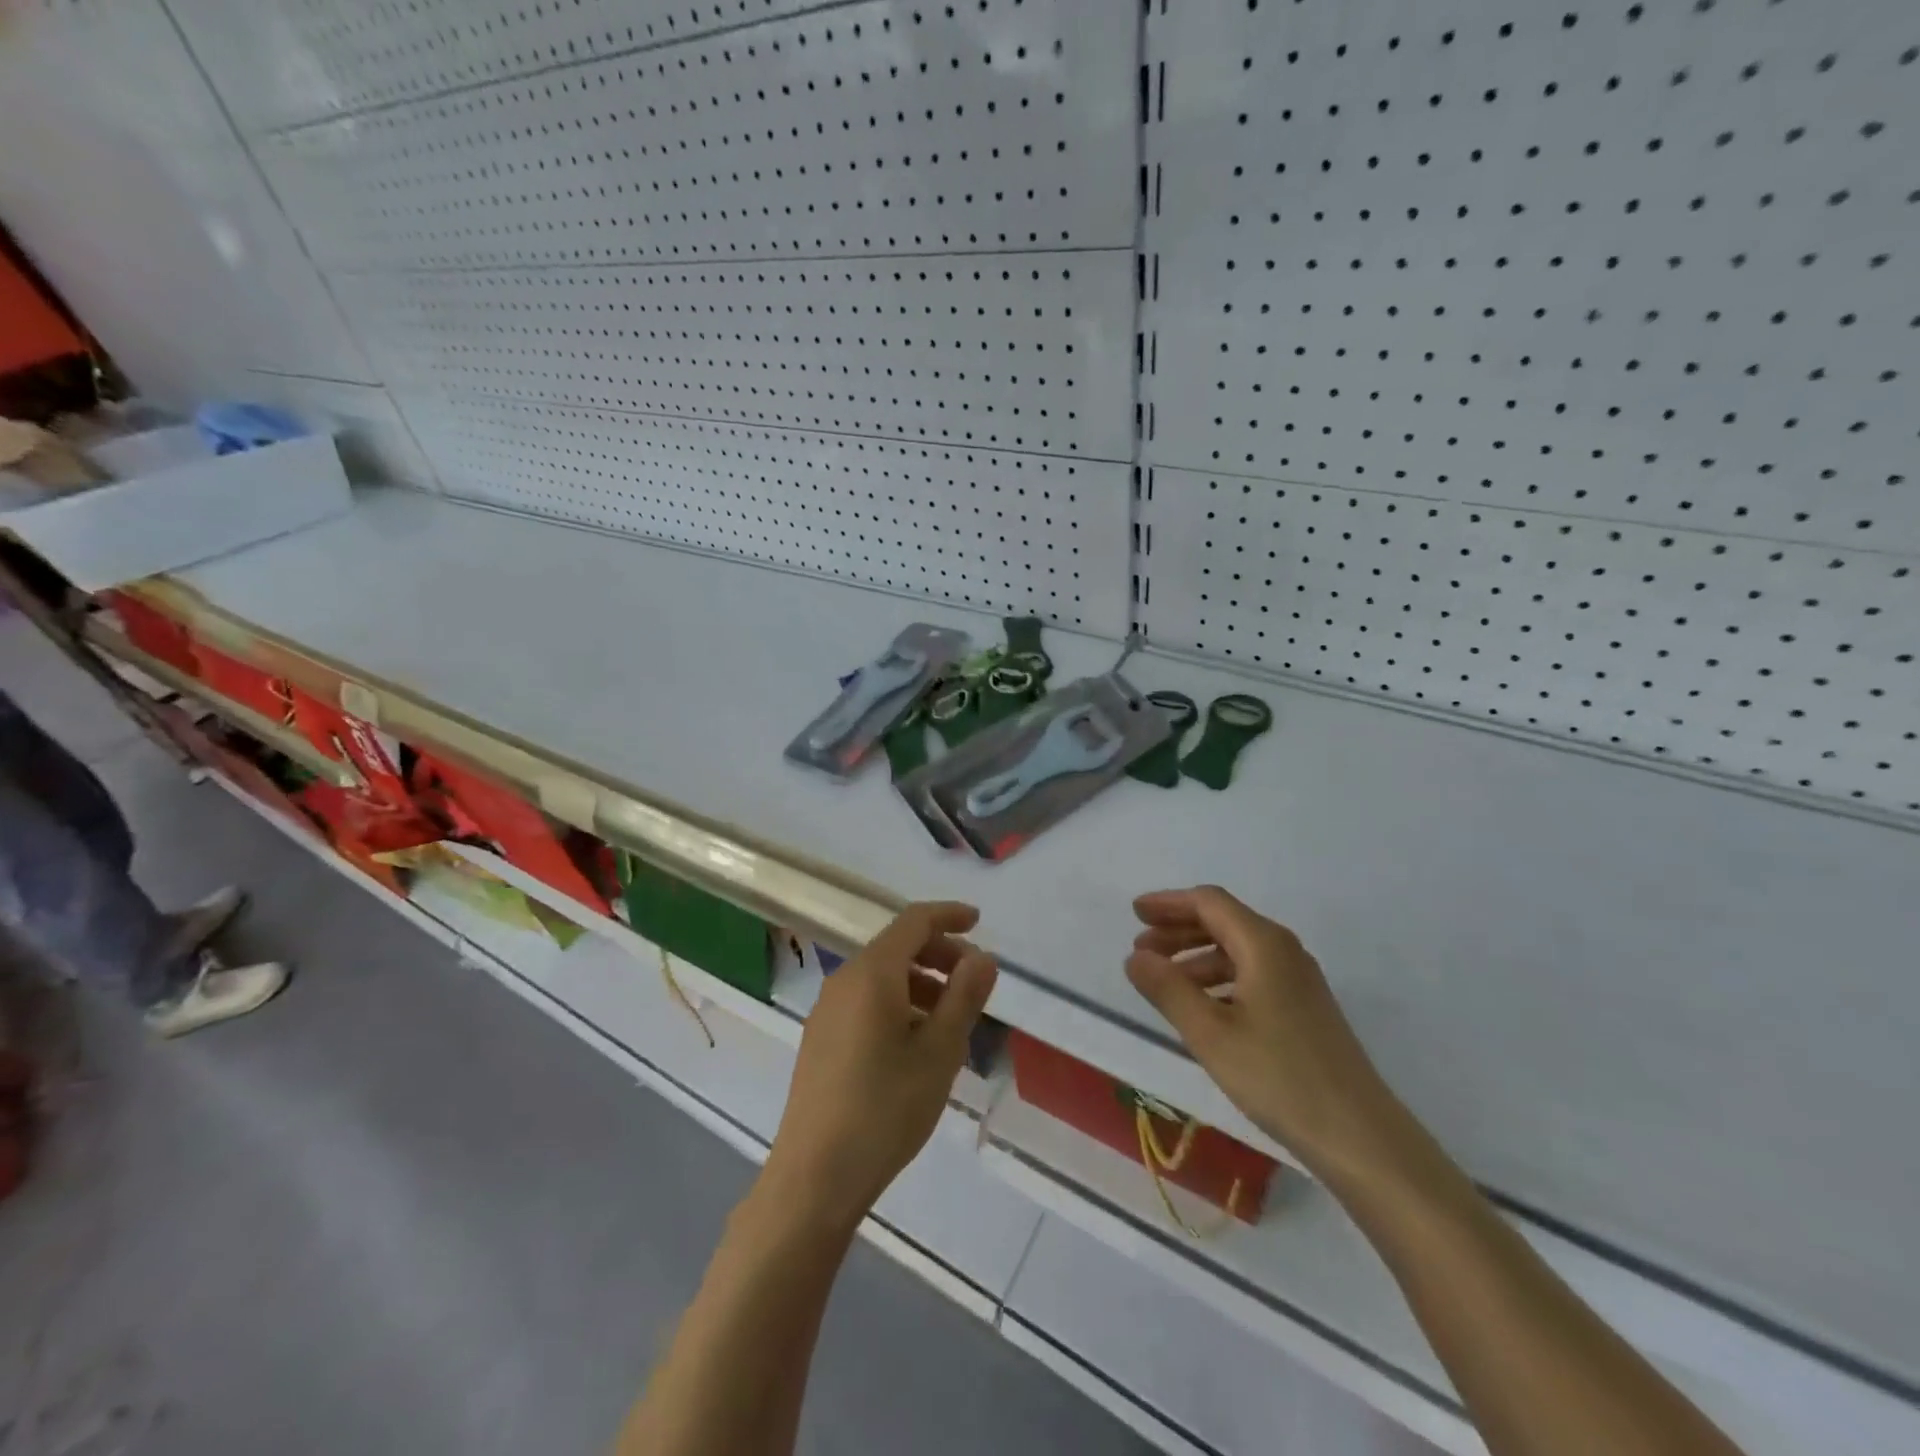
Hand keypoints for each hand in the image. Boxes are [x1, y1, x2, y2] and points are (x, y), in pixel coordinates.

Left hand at [764, 903, 997, 1230]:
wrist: (814, 1176)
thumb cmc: (885, 1108)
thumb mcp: (939, 1051)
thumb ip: (964, 997)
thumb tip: (983, 957)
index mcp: (872, 973)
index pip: (914, 922)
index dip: (948, 915)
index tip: (978, 922)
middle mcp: (844, 980)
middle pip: (897, 947)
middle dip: (939, 953)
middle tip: (974, 980)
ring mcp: (827, 1010)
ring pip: (882, 976)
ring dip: (921, 982)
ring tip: (952, 1019)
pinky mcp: (821, 1038)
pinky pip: (866, 1001)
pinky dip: (899, 1003)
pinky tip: (918, 1043)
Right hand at [1126, 886, 1407, 1185]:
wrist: (1360, 1137)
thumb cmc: (1279, 1077)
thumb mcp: (1210, 1033)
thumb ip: (1168, 989)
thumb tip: (1135, 957)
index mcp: (1264, 944)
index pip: (1209, 903)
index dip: (1169, 903)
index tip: (1134, 913)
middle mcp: (1284, 951)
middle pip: (1223, 921)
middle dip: (1178, 929)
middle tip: (1140, 948)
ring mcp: (1298, 981)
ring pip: (1237, 950)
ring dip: (1195, 956)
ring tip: (1162, 980)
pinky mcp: (1304, 1009)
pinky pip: (1252, 974)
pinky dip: (1218, 979)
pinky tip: (1201, 1007)